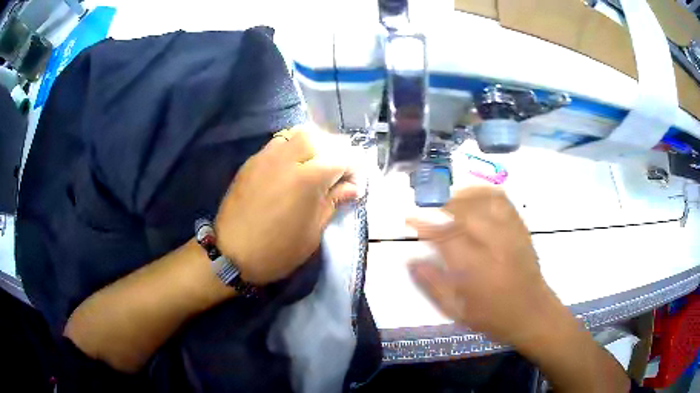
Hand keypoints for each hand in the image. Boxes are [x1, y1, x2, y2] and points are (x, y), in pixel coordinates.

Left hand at [215, 126, 359, 284]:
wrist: (231, 255)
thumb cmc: (278, 251)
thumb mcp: (313, 232)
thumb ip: (333, 202)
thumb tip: (352, 187)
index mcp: (308, 179)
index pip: (342, 158)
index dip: (354, 169)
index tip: (355, 186)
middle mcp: (287, 159)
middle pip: (319, 137)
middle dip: (334, 150)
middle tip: (338, 171)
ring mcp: (266, 157)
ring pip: (297, 134)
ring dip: (313, 144)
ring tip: (316, 164)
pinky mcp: (251, 161)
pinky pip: (278, 143)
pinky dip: (292, 147)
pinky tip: (293, 166)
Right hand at [408, 187, 631, 391]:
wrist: (541, 316)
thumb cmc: (501, 322)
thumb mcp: (463, 316)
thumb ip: (437, 289)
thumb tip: (414, 263)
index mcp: (483, 270)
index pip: (448, 238)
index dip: (425, 226)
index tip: (408, 218)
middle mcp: (500, 247)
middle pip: (468, 214)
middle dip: (442, 204)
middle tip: (427, 203)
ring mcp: (517, 236)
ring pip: (490, 202)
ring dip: (467, 194)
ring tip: (451, 193)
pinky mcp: (526, 233)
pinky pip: (509, 205)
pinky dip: (492, 193)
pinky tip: (483, 193)